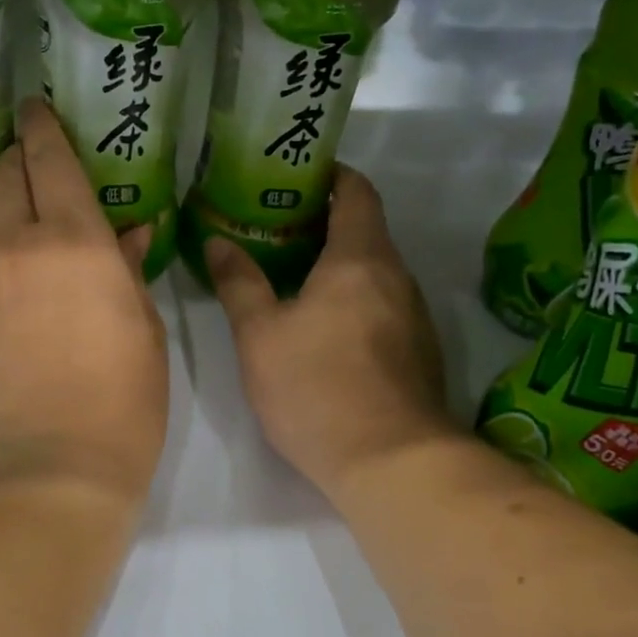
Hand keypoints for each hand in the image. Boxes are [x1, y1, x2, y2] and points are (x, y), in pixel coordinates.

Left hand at [0, 98, 168, 509]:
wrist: (47, 476)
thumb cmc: (123, 402)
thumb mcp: (146, 332)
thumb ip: (131, 273)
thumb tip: (130, 236)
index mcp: (74, 241)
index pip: (50, 160)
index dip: (43, 128)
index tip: (34, 108)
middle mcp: (15, 250)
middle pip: (4, 181)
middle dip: (16, 161)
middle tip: (30, 163)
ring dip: (5, 226)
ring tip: (29, 251)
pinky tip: (14, 327)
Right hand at [205, 166, 456, 503]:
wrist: (391, 461)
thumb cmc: (317, 387)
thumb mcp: (260, 335)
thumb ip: (239, 283)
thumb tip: (219, 242)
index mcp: (360, 258)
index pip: (357, 191)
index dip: (330, 175)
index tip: (295, 177)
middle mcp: (396, 277)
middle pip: (366, 230)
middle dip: (323, 223)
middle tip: (273, 230)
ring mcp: (414, 317)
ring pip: (375, 272)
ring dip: (338, 265)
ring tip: (292, 277)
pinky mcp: (418, 353)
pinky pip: (383, 306)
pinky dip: (354, 300)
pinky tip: (323, 328)